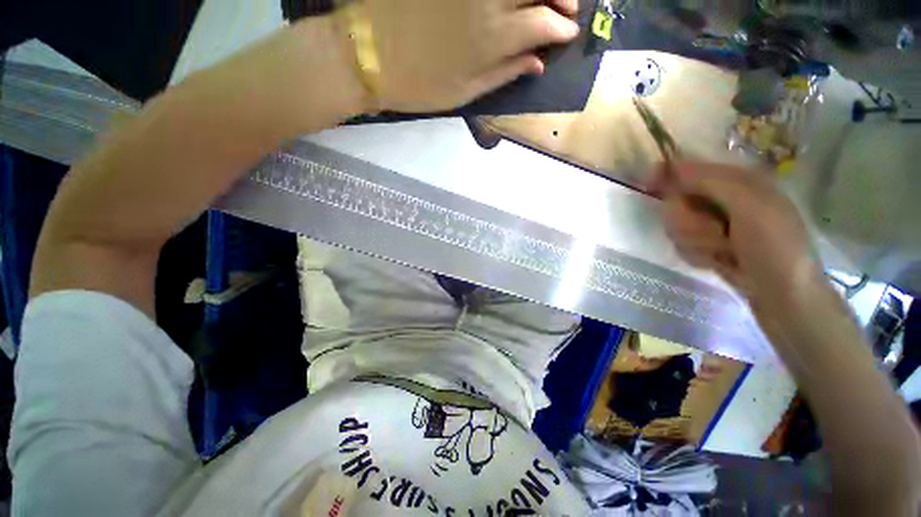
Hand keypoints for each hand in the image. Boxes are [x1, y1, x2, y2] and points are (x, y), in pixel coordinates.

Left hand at [356, 0, 580, 111]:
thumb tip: (537, 63)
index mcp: (492, 39)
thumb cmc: (419, 85)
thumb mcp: (464, 92)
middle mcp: (486, 1)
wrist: (368, 55)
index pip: (543, 25)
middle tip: (568, 8)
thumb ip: (503, 74)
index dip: (561, 29)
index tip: (569, 34)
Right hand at [651, 161, 821, 309]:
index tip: (649, 185)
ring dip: (693, 240)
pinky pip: (681, 243)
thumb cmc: (774, 246)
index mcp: (738, 181)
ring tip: (720, 251)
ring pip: (676, 224)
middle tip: (713, 233)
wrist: (782, 295)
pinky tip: (714, 261)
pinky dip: (695, 253)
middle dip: (687, 220)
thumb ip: (712, 182)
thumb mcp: (750, 207)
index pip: (691, 169)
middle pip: (678, 201)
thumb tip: (673, 166)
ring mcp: (713, 224)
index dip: (668, 175)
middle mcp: (723, 200)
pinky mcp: (706, 244)